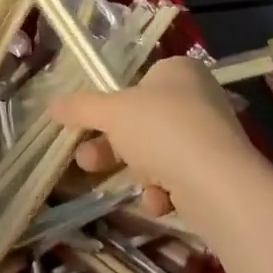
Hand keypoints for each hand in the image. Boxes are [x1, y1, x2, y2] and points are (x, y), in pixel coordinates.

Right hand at [51, 56, 259, 218]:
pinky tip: (158, 201)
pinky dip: (164, 190)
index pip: (140, 81)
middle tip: (85, 157)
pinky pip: (181, 178)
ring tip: (105, 181)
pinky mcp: (220, 174)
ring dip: (134, 169)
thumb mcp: (111, 112)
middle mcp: (199, 98)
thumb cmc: (161, 129)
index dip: (113, 102)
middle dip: (112, 142)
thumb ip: (81, 107)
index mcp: (178, 71)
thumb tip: (52, 105)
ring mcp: (212, 137)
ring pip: (160, 151)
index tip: (90, 123)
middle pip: (145, 119)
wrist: (219, 185)